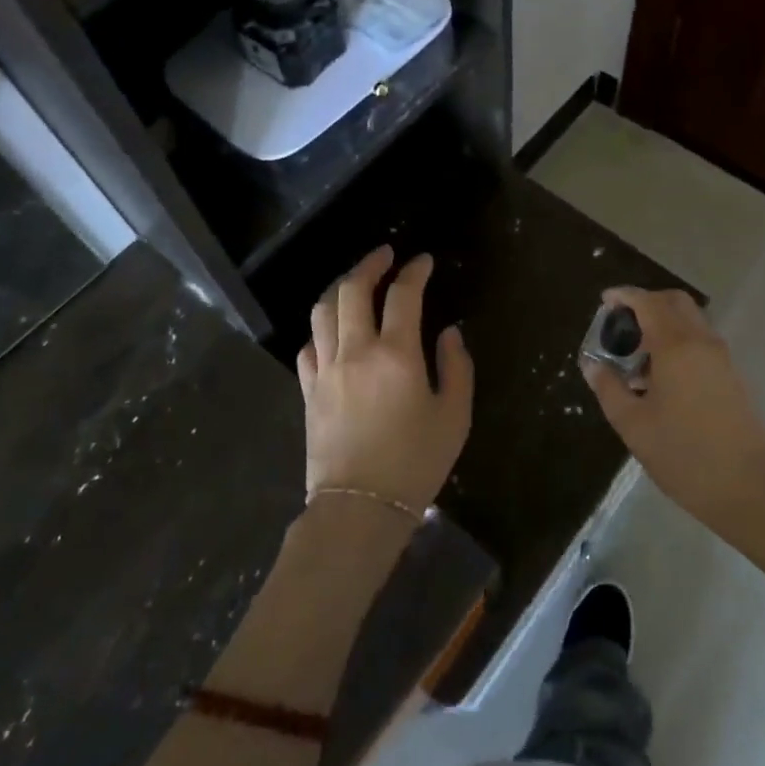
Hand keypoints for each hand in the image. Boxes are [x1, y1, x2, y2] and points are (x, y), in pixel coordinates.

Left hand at [298, 245, 473, 516]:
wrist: (359, 510)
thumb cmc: (415, 463)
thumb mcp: (454, 417)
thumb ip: (456, 367)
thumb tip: (449, 333)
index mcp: (396, 354)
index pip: (403, 295)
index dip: (415, 271)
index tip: (424, 261)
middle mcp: (356, 352)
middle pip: (352, 290)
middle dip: (369, 265)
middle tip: (385, 256)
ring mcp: (326, 370)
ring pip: (323, 311)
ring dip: (339, 287)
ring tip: (355, 282)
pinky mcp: (307, 391)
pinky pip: (308, 346)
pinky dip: (321, 328)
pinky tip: (332, 330)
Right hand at [580, 287, 764, 575]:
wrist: (755, 492)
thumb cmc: (687, 457)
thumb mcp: (635, 427)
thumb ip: (609, 389)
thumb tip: (591, 364)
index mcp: (677, 347)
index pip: (648, 303)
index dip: (624, 296)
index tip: (605, 301)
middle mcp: (703, 342)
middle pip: (675, 302)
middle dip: (646, 303)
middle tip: (621, 325)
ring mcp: (723, 359)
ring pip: (691, 322)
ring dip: (664, 324)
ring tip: (637, 358)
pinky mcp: (734, 377)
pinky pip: (701, 342)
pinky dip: (679, 342)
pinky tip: (661, 378)